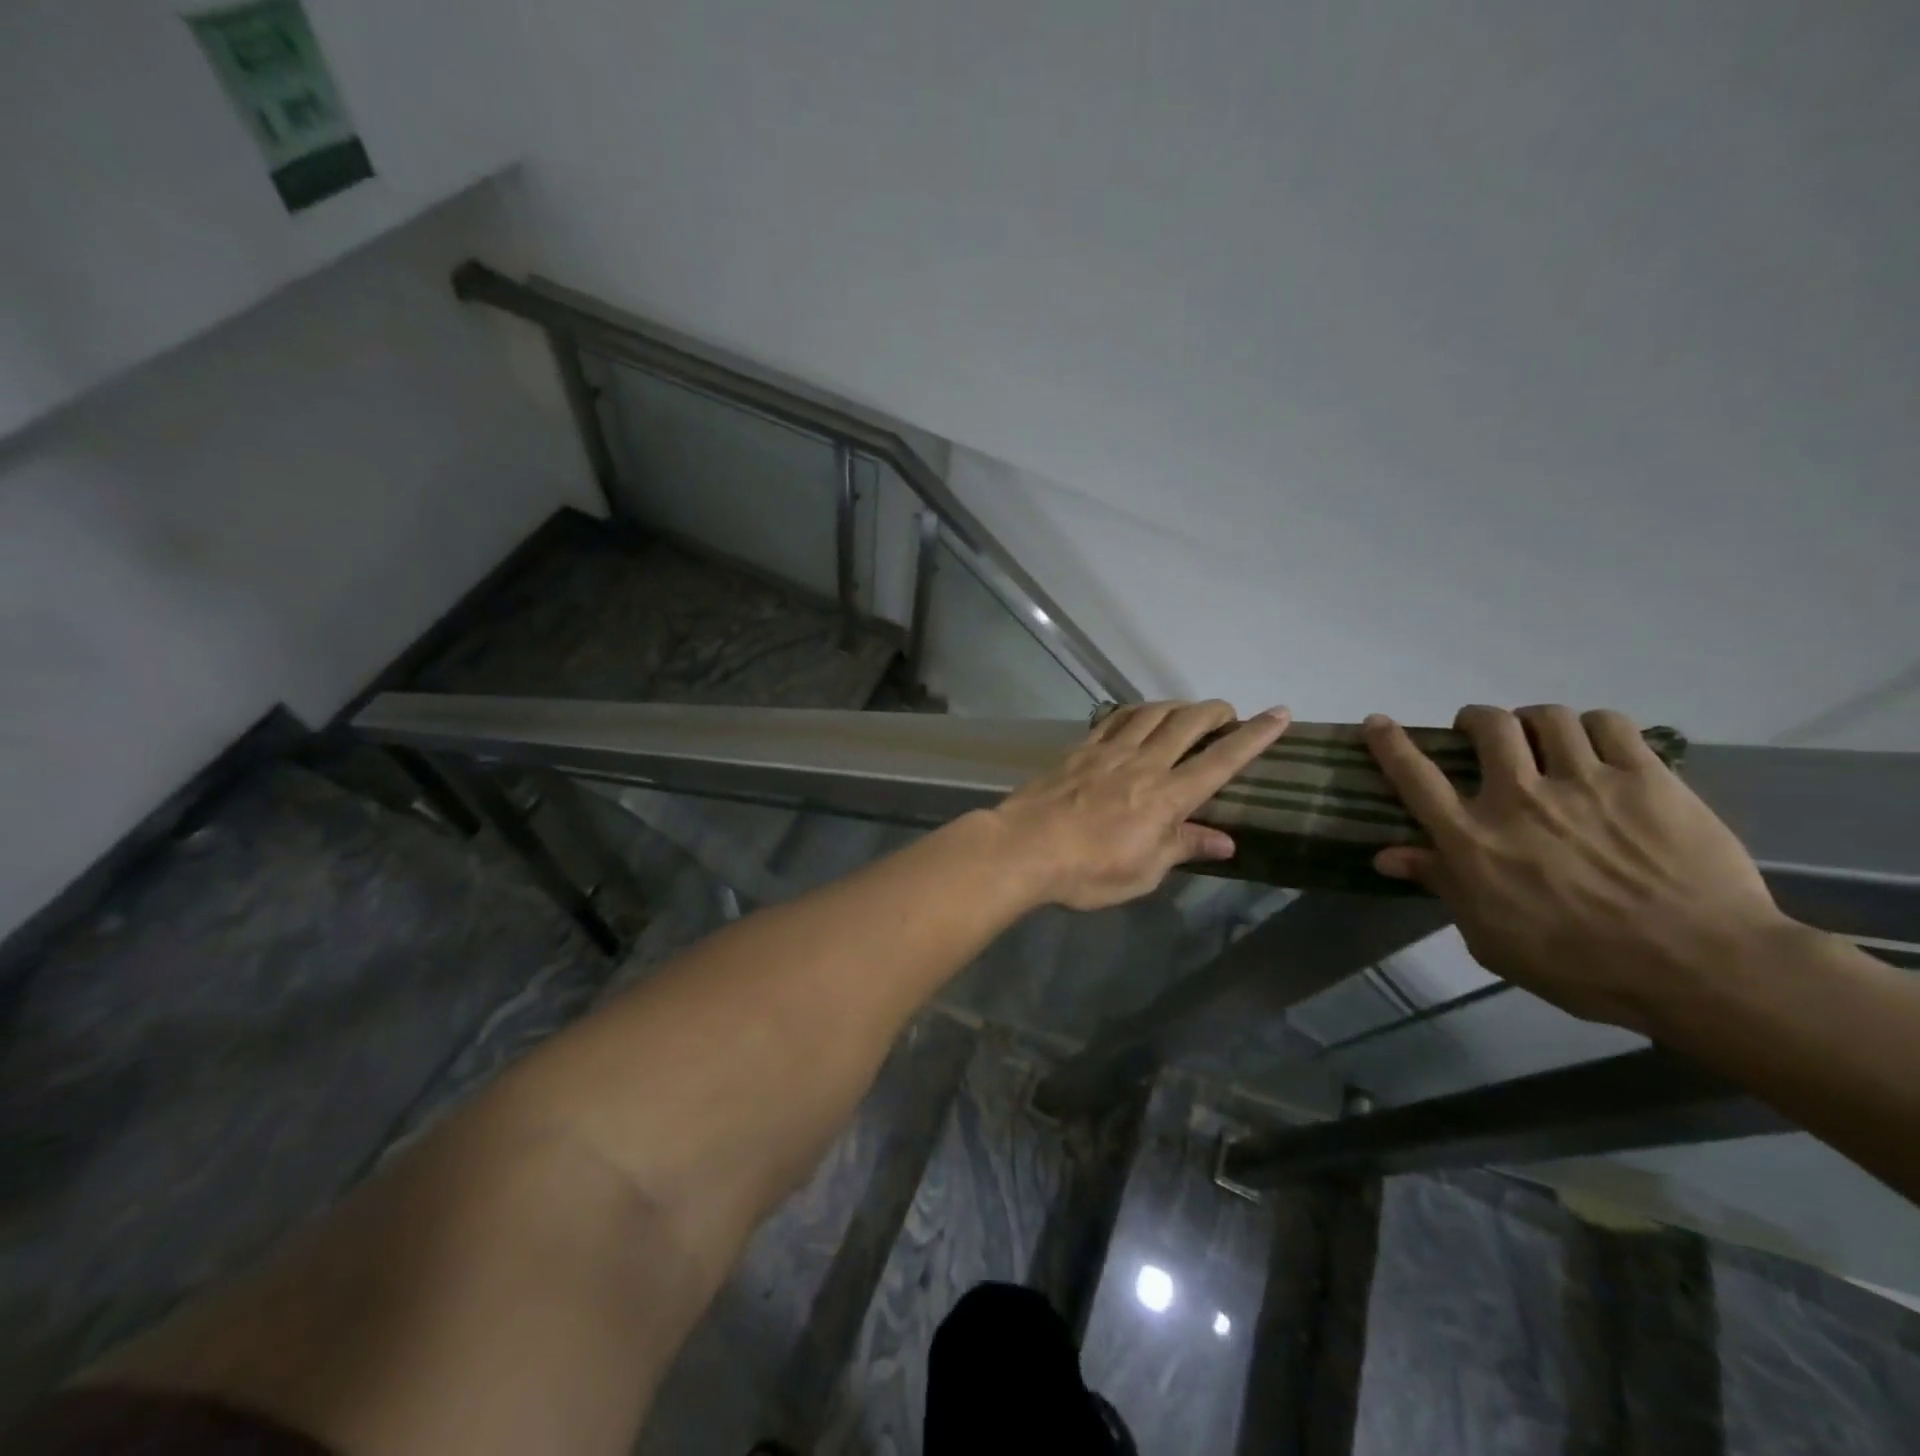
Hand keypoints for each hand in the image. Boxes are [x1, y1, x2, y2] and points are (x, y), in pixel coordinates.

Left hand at [991, 701, 1290, 910]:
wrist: (1024, 848)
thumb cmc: (1088, 870)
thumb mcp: (1144, 872)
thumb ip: (1184, 848)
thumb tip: (1226, 842)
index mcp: (1167, 797)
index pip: (1222, 760)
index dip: (1255, 736)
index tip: (1279, 713)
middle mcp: (1144, 763)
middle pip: (1188, 722)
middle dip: (1215, 711)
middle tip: (1227, 714)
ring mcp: (1109, 751)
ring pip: (1152, 713)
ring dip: (1177, 706)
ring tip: (1186, 712)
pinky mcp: (1080, 749)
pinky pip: (1114, 718)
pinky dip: (1135, 711)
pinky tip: (1137, 715)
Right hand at [1365, 704, 1790, 1029]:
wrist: (1703, 969)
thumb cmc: (1580, 965)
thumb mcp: (1490, 937)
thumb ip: (1442, 885)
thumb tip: (1387, 856)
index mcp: (1473, 839)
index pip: (1414, 776)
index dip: (1389, 743)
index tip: (1376, 722)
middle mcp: (1518, 798)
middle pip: (1487, 726)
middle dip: (1476, 720)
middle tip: (1481, 733)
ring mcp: (1585, 782)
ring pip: (1547, 717)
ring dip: (1533, 720)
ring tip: (1541, 736)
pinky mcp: (1647, 778)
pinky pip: (1610, 724)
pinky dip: (1592, 725)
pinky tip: (1595, 742)